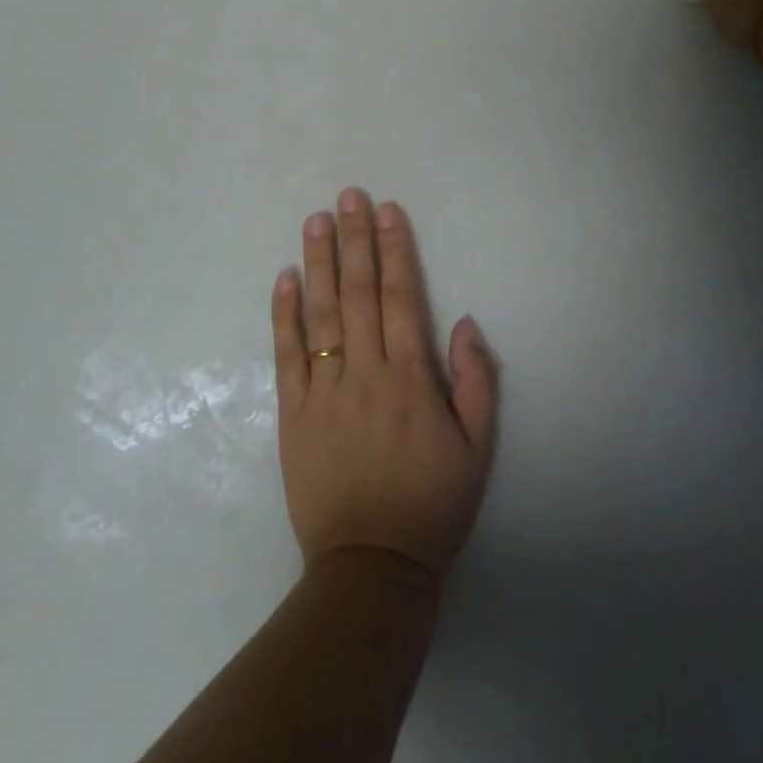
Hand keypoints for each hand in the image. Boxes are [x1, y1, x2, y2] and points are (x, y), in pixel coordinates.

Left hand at [271, 189, 497, 579]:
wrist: (372, 566)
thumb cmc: (432, 504)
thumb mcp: (478, 448)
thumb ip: (477, 381)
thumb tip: (462, 322)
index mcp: (411, 379)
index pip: (400, 297)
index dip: (393, 250)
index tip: (386, 211)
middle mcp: (365, 373)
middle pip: (358, 293)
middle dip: (354, 240)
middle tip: (347, 196)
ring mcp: (323, 391)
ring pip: (320, 314)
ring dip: (319, 263)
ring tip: (315, 221)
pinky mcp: (292, 415)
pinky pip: (286, 355)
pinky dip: (284, 315)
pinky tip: (285, 279)